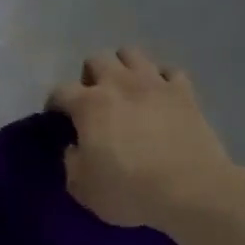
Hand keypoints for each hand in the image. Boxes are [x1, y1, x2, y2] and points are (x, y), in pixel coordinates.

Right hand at [50, 48, 241, 232]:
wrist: (191, 191)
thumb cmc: (130, 191)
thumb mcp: (83, 188)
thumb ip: (72, 162)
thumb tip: (75, 147)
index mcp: (89, 105)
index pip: (60, 91)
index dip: (54, 104)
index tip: (56, 119)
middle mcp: (120, 83)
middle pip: (97, 59)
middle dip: (90, 77)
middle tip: (94, 103)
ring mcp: (155, 83)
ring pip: (132, 54)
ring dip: (123, 68)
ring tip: (126, 92)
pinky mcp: (185, 92)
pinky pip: (170, 71)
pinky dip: (161, 80)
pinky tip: (160, 97)